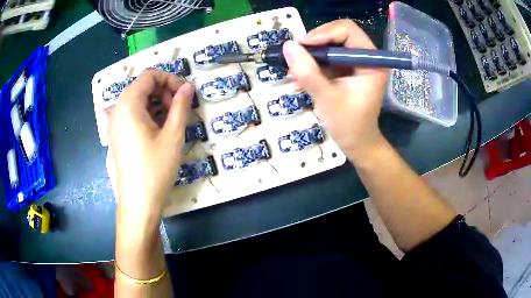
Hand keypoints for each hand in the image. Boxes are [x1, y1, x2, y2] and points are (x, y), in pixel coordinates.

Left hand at [107, 70, 193, 222]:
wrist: (138, 202)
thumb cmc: (155, 169)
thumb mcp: (173, 135)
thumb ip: (181, 106)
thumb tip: (188, 87)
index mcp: (128, 105)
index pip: (149, 76)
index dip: (169, 79)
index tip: (183, 94)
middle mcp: (117, 110)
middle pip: (141, 86)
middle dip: (162, 91)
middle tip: (177, 109)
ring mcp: (114, 123)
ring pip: (136, 100)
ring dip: (155, 103)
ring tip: (170, 120)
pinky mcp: (116, 135)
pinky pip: (130, 114)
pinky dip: (146, 114)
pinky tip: (157, 129)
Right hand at [283, 19, 388, 159]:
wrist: (357, 143)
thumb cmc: (349, 125)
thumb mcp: (327, 99)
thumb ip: (308, 72)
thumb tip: (288, 46)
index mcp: (372, 62)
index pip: (348, 30)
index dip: (323, 33)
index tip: (303, 47)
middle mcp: (367, 57)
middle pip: (337, 34)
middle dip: (315, 45)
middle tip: (296, 58)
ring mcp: (357, 63)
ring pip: (330, 45)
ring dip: (311, 56)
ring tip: (295, 73)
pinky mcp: (348, 69)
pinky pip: (328, 58)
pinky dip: (313, 65)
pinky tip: (301, 79)